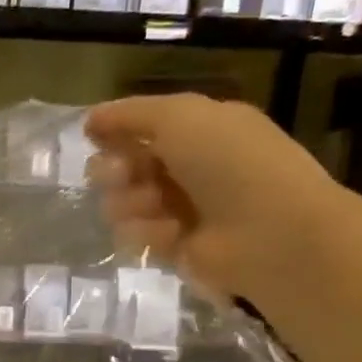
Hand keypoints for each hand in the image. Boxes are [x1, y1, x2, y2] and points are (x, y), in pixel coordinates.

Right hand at [85, 94, 357, 300]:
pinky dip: (146, 232)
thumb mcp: (181, 116)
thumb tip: (90, 120)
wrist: (271, 232)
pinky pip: (134, 235)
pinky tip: (170, 233)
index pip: (138, 127)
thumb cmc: (231, 163)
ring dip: (130, 202)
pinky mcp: (171, 247)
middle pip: (122, 166)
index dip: (113, 131)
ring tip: (154, 208)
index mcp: (199, 130)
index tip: (93, 137)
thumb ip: (129, 114)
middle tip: (124, 176)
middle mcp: (187, 167)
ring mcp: (178, 209)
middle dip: (114, 170)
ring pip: (120, 202)